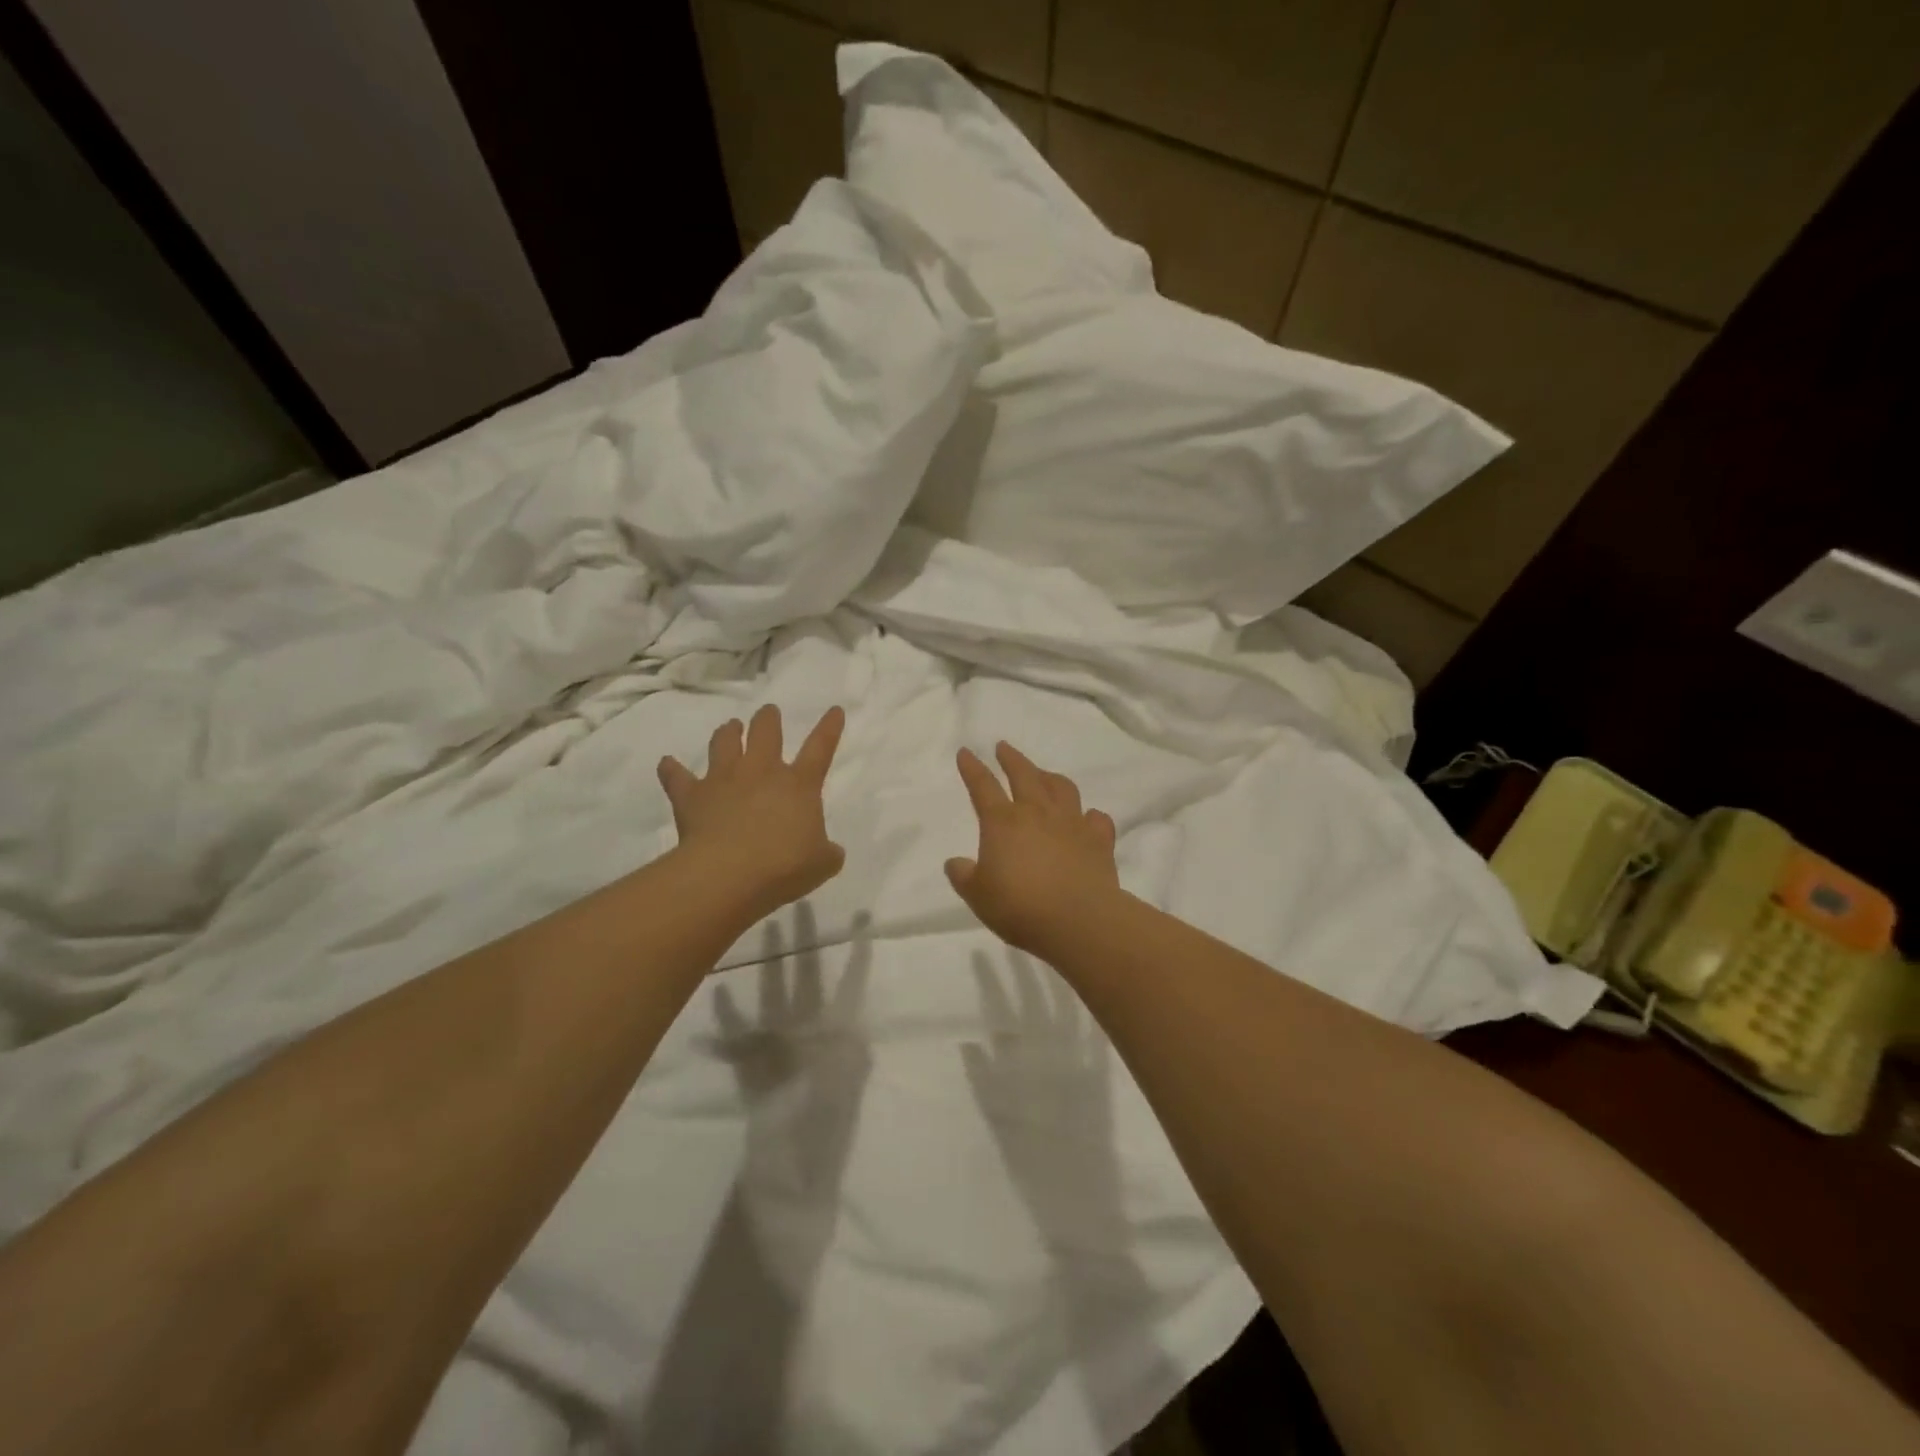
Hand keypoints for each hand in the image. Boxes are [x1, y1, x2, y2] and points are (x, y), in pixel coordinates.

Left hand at [659, 705, 846, 920]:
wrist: (729, 875)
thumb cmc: (784, 866)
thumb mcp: (822, 863)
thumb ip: (827, 851)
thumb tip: (829, 850)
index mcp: (799, 784)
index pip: (820, 748)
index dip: (829, 728)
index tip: (834, 710)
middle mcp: (761, 772)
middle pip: (765, 732)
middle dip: (768, 719)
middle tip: (768, 712)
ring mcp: (724, 780)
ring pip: (724, 743)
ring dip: (728, 732)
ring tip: (730, 726)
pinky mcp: (692, 796)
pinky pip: (677, 777)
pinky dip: (671, 769)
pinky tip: (667, 763)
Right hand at [946, 742, 1121, 957]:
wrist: (1079, 920)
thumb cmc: (1020, 907)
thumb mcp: (978, 896)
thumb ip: (964, 876)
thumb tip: (955, 863)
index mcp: (1003, 822)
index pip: (983, 786)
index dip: (972, 768)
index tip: (966, 752)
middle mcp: (1037, 813)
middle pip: (1024, 774)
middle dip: (1011, 758)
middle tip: (1004, 747)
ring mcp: (1072, 823)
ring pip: (1062, 788)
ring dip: (1050, 777)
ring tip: (1044, 775)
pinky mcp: (1099, 840)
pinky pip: (1096, 819)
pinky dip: (1091, 815)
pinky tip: (1088, 818)